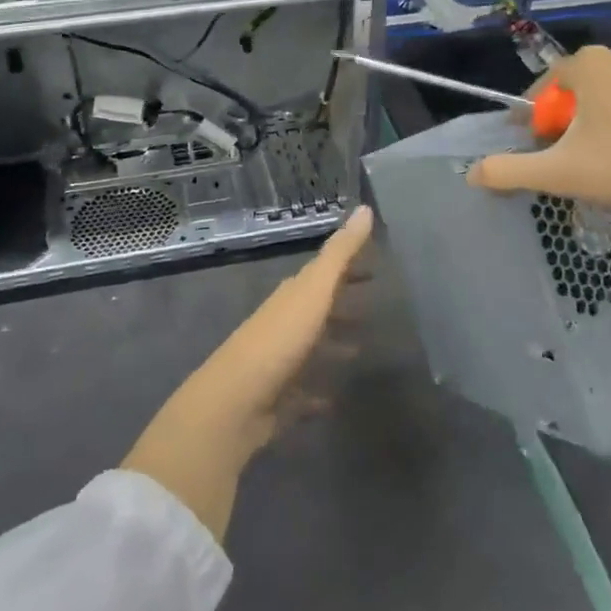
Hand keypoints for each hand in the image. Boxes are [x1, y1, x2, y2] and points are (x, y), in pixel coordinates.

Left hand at [121, 206, 373, 541]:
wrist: (235, 402)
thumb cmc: (279, 340)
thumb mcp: (314, 291)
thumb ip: (340, 253)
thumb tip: (365, 208)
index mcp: (292, 296)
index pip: (323, 273)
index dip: (347, 268)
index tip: (375, 266)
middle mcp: (283, 323)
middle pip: (316, 308)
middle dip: (342, 305)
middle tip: (373, 308)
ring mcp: (278, 361)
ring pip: (310, 348)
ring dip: (332, 346)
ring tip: (361, 351)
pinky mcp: (277, 399)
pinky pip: (302, 393)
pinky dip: (317, 393)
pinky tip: (334, 400)